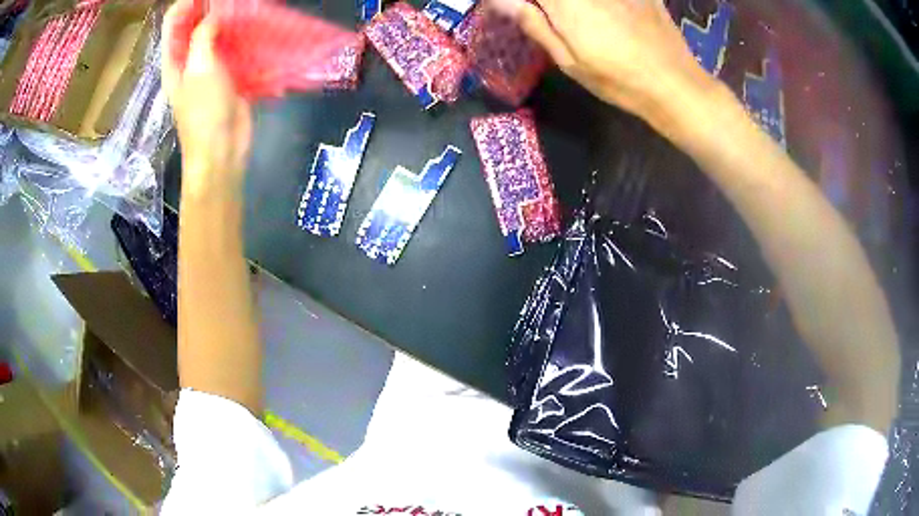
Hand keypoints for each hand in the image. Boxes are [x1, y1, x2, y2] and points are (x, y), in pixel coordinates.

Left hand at [162, 0, 251, 197]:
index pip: (173, 21)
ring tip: (249, 9)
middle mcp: (189, 60)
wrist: (222, 150)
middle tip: (234, 1)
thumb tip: (214, 13)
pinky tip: (257, 29)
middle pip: (196, 24)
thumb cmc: (204, 113)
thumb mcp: (200, 69)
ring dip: (231, 20)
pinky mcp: (229, 75)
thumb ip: (203, 36)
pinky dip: (243, 37)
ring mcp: (209, 68)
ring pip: (217, 34)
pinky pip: (234, 48)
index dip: (188, 3)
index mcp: (174, 60)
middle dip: (213, 8)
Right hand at [489, 0, 720, 127]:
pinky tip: (610, 18)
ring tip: (579, 23)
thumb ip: (534, 24)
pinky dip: (603, 6)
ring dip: (573, 7)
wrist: (675, 85)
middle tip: (552, 18)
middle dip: (549, 5)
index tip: (521, 9)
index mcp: (566, 3)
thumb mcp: (569, 61)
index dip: (523, 1)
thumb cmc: (618, 80)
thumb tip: (500, 1)